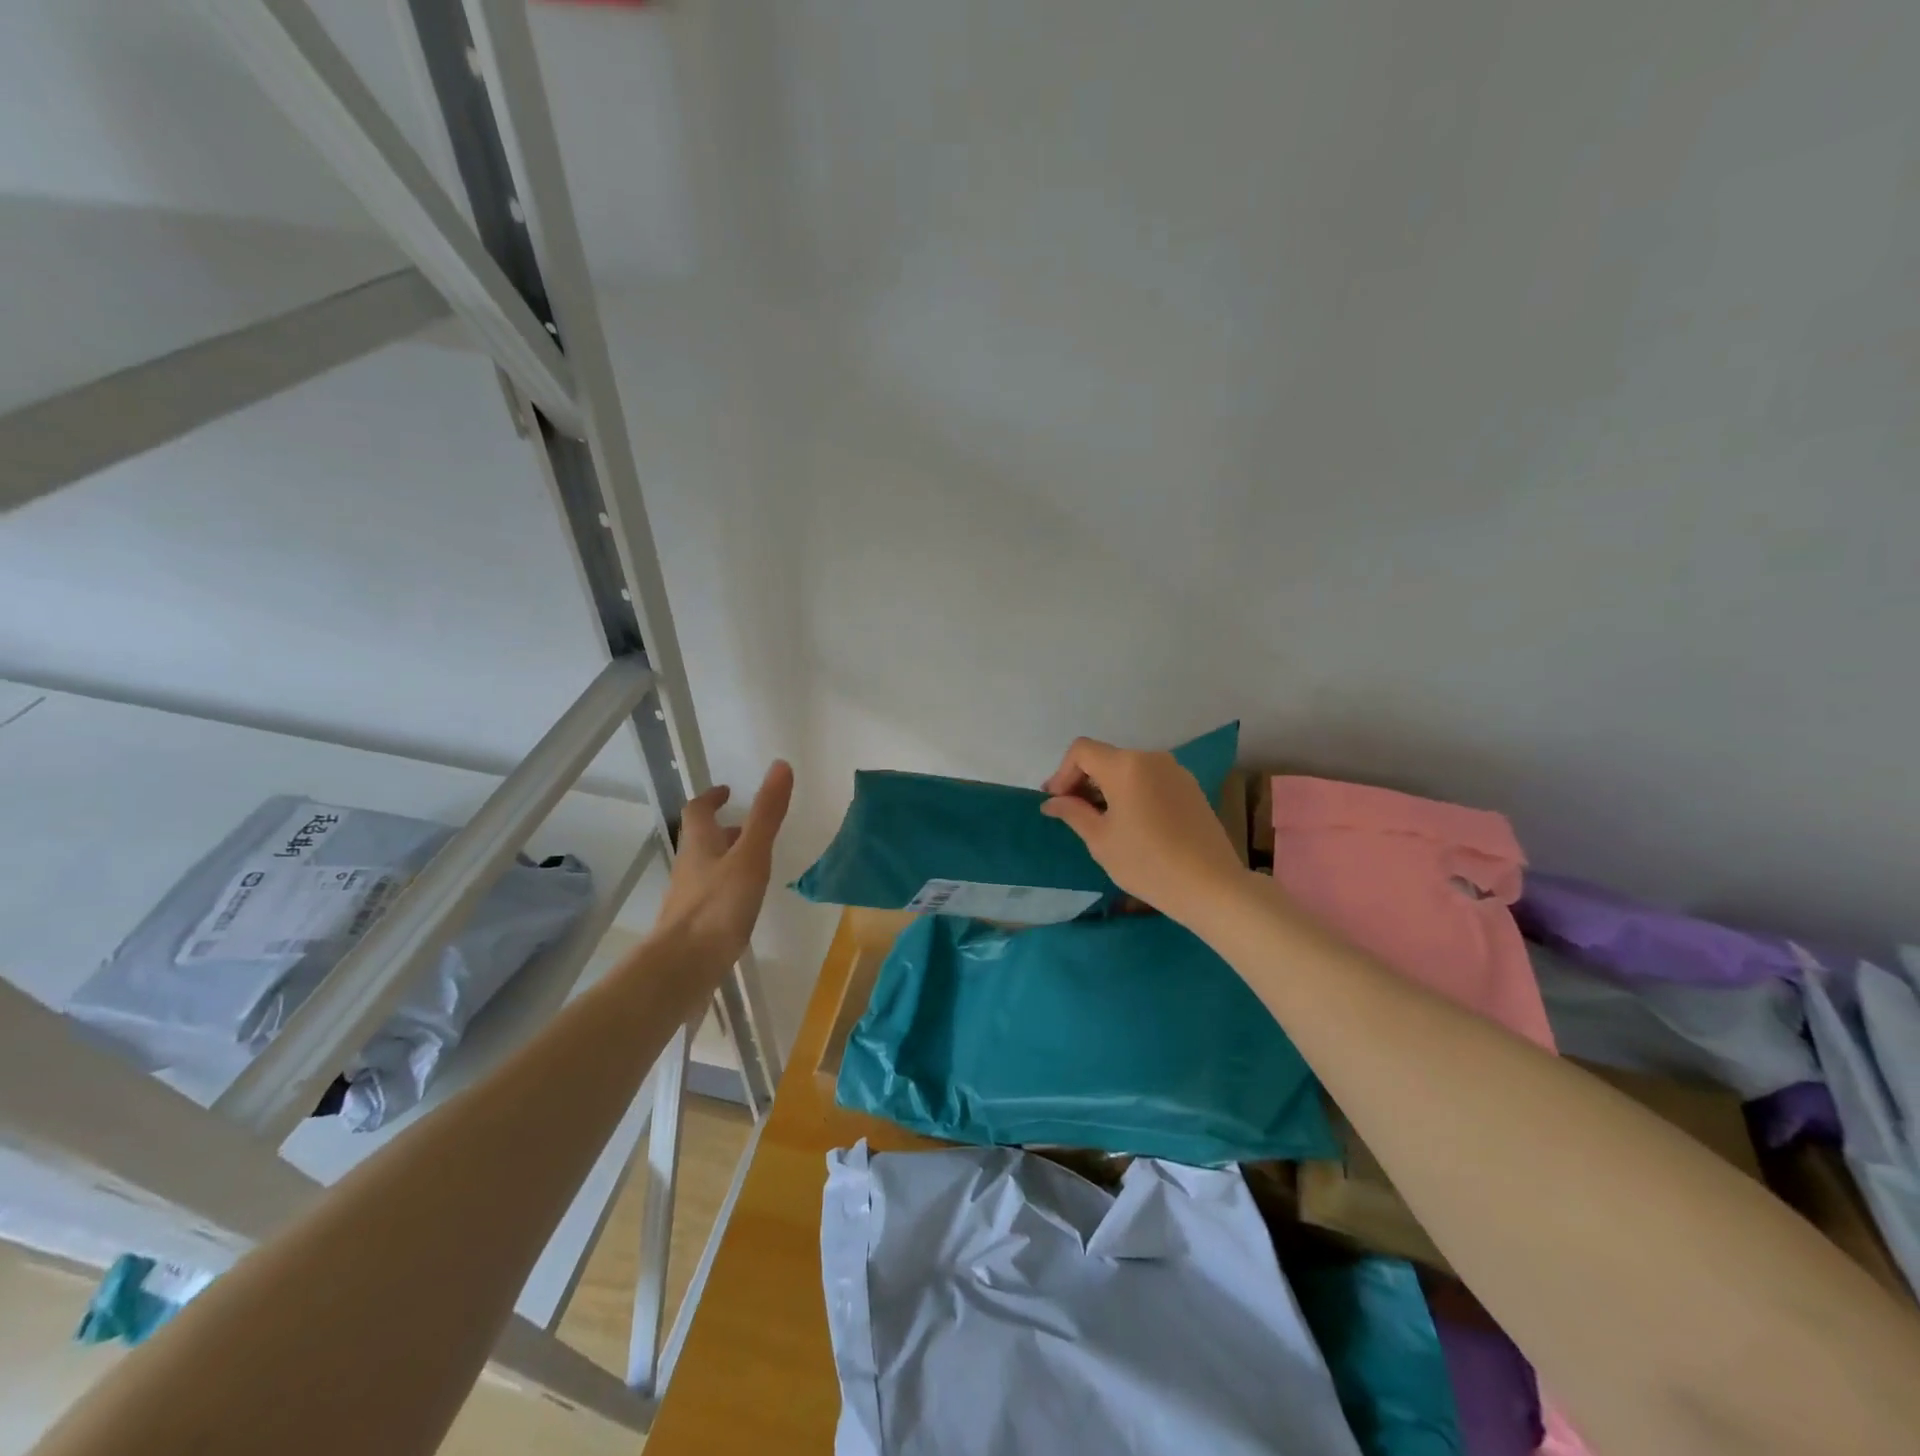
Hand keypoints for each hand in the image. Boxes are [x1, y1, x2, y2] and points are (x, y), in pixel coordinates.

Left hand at [655, 760, 793, 968]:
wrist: (682, 968)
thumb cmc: (718, 906)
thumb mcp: (750, 856)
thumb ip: (766, 814)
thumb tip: (780, 766)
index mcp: (699, 844)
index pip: (698, 810)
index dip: (711, 798)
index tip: (727, 791)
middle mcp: (689, 867)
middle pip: (701, 840)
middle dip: (723, 830)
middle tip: (748, 827)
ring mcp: (688, 899)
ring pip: (706, 869)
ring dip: (726, 860)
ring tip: (754, 864)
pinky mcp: (693, 926)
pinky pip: (710, 897)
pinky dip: (727, 889)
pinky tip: (744, 904)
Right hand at [1041, 738, 1246, 922]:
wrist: (1212, 886)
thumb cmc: (1147, 863)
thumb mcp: (1101, 840)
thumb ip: (1073, 813)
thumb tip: (1052, 801)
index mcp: (1125, 765)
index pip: (1082, 751)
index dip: (1062, 773)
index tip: (1057, 802)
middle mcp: (1151, 758)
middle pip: (1106, 758)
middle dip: (1083, 781)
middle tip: (1072, 813)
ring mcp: (1176, 772)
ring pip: (1129, 769)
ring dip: (1108, 788)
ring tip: (1101, 821)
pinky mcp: (1191, 788)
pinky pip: (1150, 780)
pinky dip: (1132, 792)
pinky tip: (1132, 823)